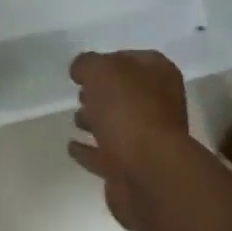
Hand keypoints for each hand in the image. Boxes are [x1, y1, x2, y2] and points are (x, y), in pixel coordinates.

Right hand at [68, 50, 192, 230]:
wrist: (148, 172)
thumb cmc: (128, 110)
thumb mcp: (100, 70)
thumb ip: (87, 63)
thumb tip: (81, 70)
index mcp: (159, 74)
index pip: (132, 59)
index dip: (108, 60)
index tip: (84, 69)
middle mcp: (159, 104)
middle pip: (126, 93)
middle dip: (102, 93)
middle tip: (80, 93)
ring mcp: (149, 140)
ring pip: (117, 124)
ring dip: (96, 122)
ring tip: (74, 119)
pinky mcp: (133, 169)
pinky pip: (106, 155)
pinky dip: (89, 151)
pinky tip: (71, 146)